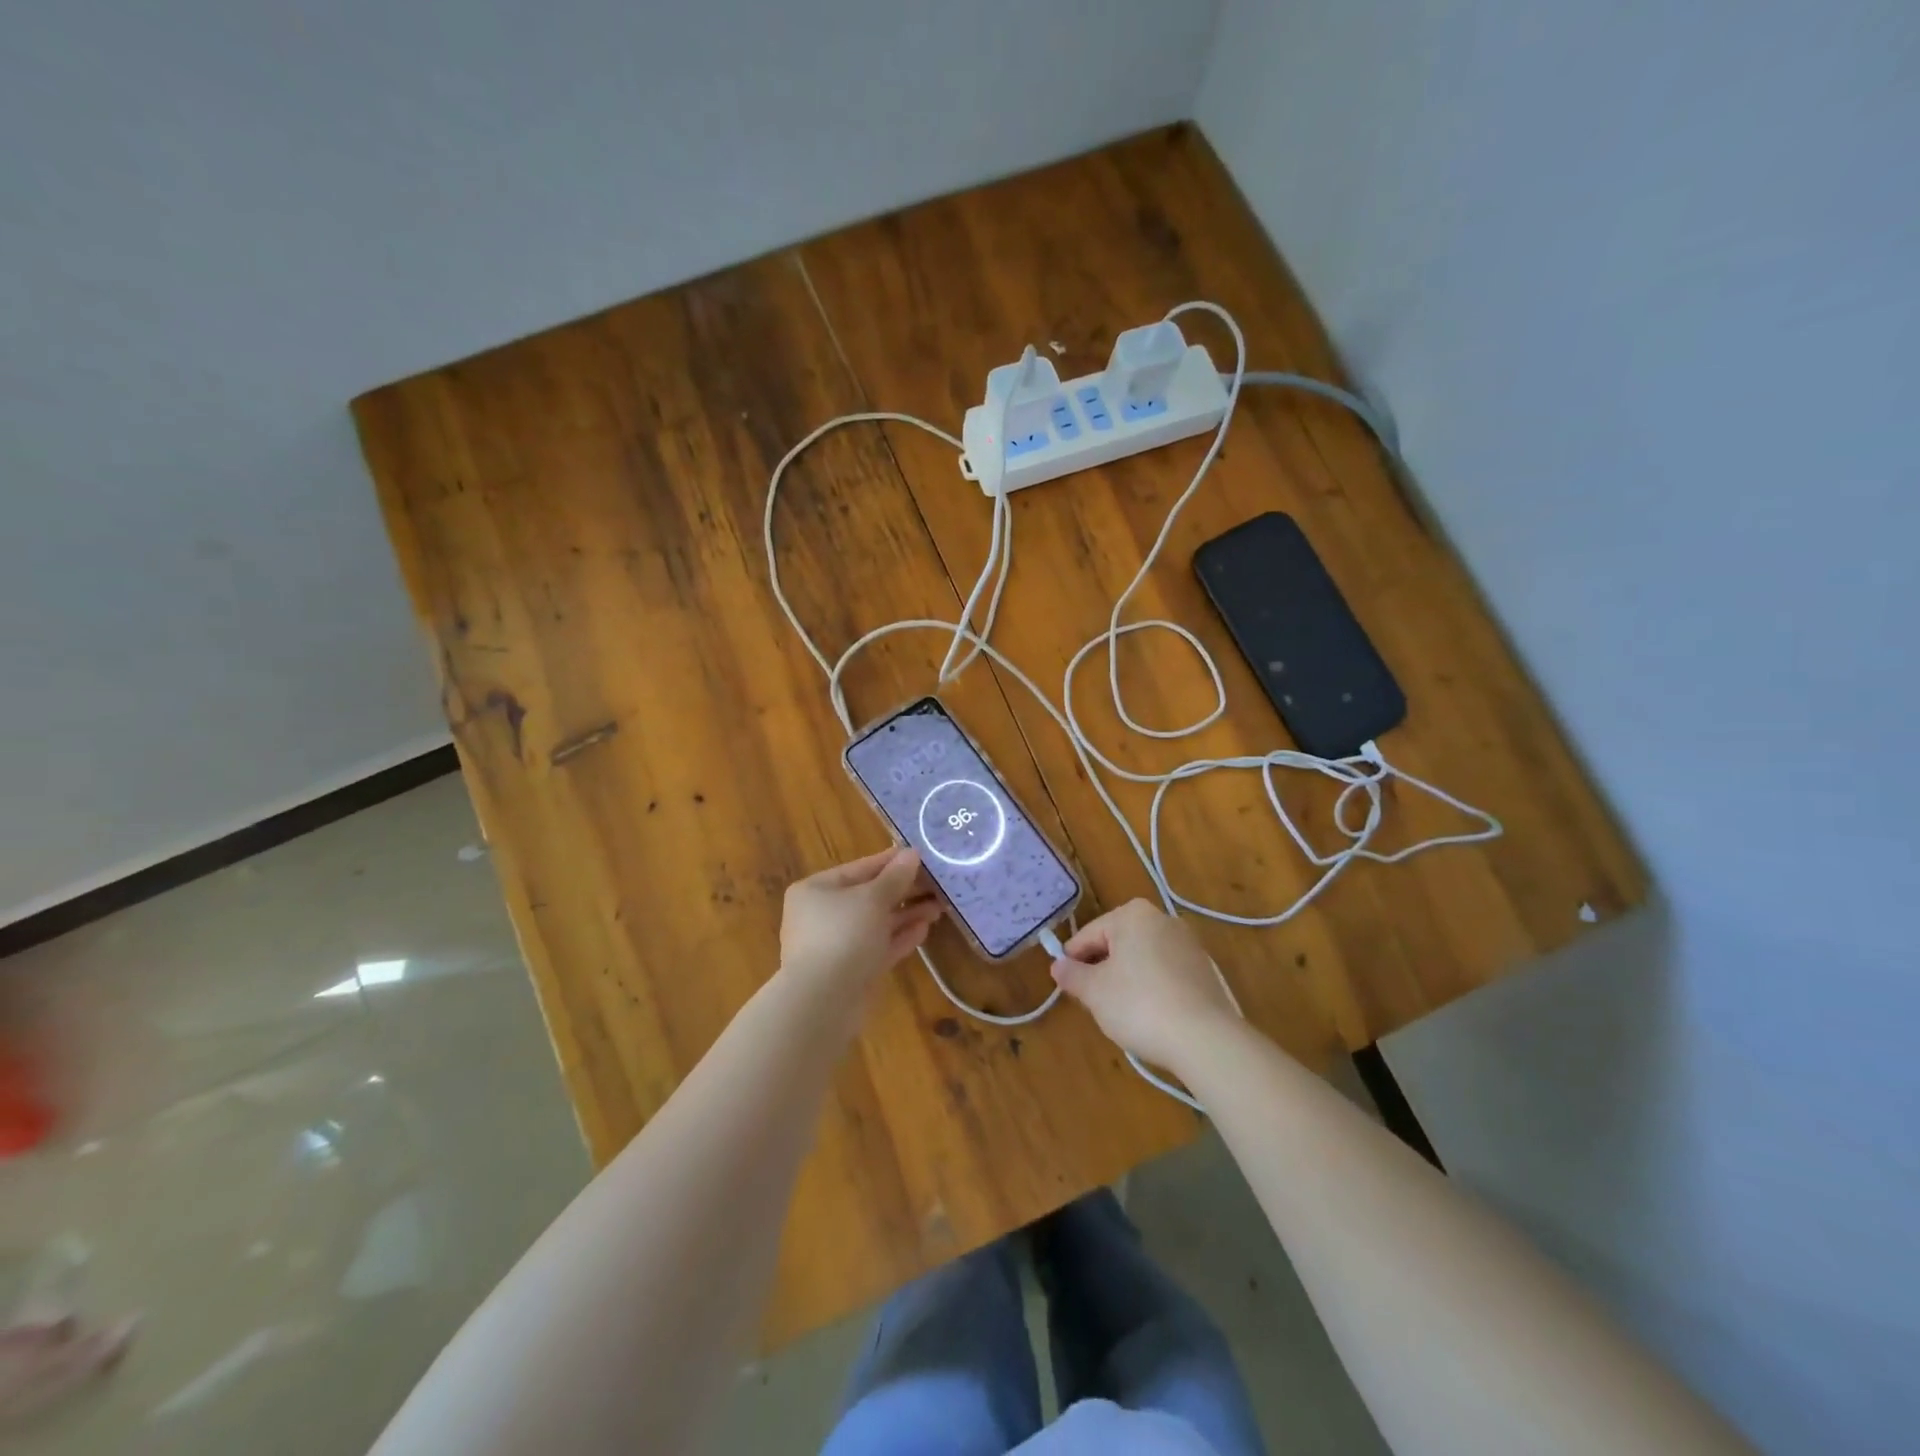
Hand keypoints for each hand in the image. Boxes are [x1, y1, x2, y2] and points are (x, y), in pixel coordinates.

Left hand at [779, 848, 941, 998]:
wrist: (822, 1002)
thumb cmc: (843, 935)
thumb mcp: (872, 899)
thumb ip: (895, 877)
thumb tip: (912, 853)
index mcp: (817, 890)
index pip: (860, 868)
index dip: (891, 861)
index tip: (922, 855)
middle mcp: (823, 914)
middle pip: (869, 896)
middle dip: (904, 891)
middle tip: (937, 884)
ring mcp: (836, 945)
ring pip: (877, 923)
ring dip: (907, 914)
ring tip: (939, 906)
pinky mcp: (851, 971)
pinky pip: (878, 947)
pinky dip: (900, 937)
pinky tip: (925, 929)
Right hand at [1049, 899, 1239, 1073]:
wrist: (1205, 1039)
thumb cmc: (1139, 1005)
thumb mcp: (1094, 992)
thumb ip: (1072, 975)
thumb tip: (1058, 966)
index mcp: (1133, 914)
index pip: (1089, 934)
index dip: (1073, 961)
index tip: (1067, 986)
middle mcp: (1163, 919)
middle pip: (1117, 943)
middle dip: (1101, 970)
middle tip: (1092, 1001)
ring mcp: (1188, 944)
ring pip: (1142, 959)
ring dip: (1126, 979)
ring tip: (1120, 1012)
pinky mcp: (1205, 971)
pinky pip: (1165, 973)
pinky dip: (1151, 988)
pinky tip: (1149, 1016)